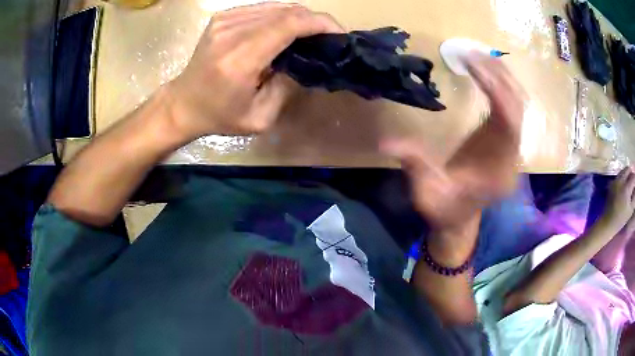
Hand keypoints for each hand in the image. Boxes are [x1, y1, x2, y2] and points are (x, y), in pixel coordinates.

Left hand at [166, 2, 342, 139]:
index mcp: (240, 59)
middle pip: (286, 11)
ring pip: (276, 6)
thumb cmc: (219, 116)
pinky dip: (279, 16)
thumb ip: (287, 87)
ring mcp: (224, 20)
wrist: (183, 103)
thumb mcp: (259, 118)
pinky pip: (261, 9)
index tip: (338, 33)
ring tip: (308, 34)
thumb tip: (304, 60)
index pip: (289, 24)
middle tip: (326, 36)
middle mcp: (231, 32)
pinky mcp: (222, 17)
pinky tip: (283, 30)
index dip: (320, 23)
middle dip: (314, 20)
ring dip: (298, 18)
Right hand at [382, 54, 525, 232]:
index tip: (474, 66)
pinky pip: (508, 104)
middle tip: (473, 53)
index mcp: (499, 170)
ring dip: (501, 76)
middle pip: (518, 107)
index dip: (497, 91)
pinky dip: (498, 84)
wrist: (458, 219)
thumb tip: (386, 141)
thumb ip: (415, 166)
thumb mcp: (426, 194)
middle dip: (499, 76)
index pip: (509, 123)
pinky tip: (483, 70)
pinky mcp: (501, 138)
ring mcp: (509, 145)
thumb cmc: (444, 210)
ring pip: (517, 103)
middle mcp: (511, 155)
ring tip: (478, 54)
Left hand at [601, 166, 634, 231]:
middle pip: (627, 169)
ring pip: (623, 170)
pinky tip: (624, 186)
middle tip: (633, 181)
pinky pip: (619, 175)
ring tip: (629, 183)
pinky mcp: (611, 183)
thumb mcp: (631, 209)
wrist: (608, 222)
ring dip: (627, 174)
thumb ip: (634, 195)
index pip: (633, 176)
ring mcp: (615, 181)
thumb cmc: (621, 219)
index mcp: (626, 188)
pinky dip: (622, 177)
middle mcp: (621, 181)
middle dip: (631, 173)